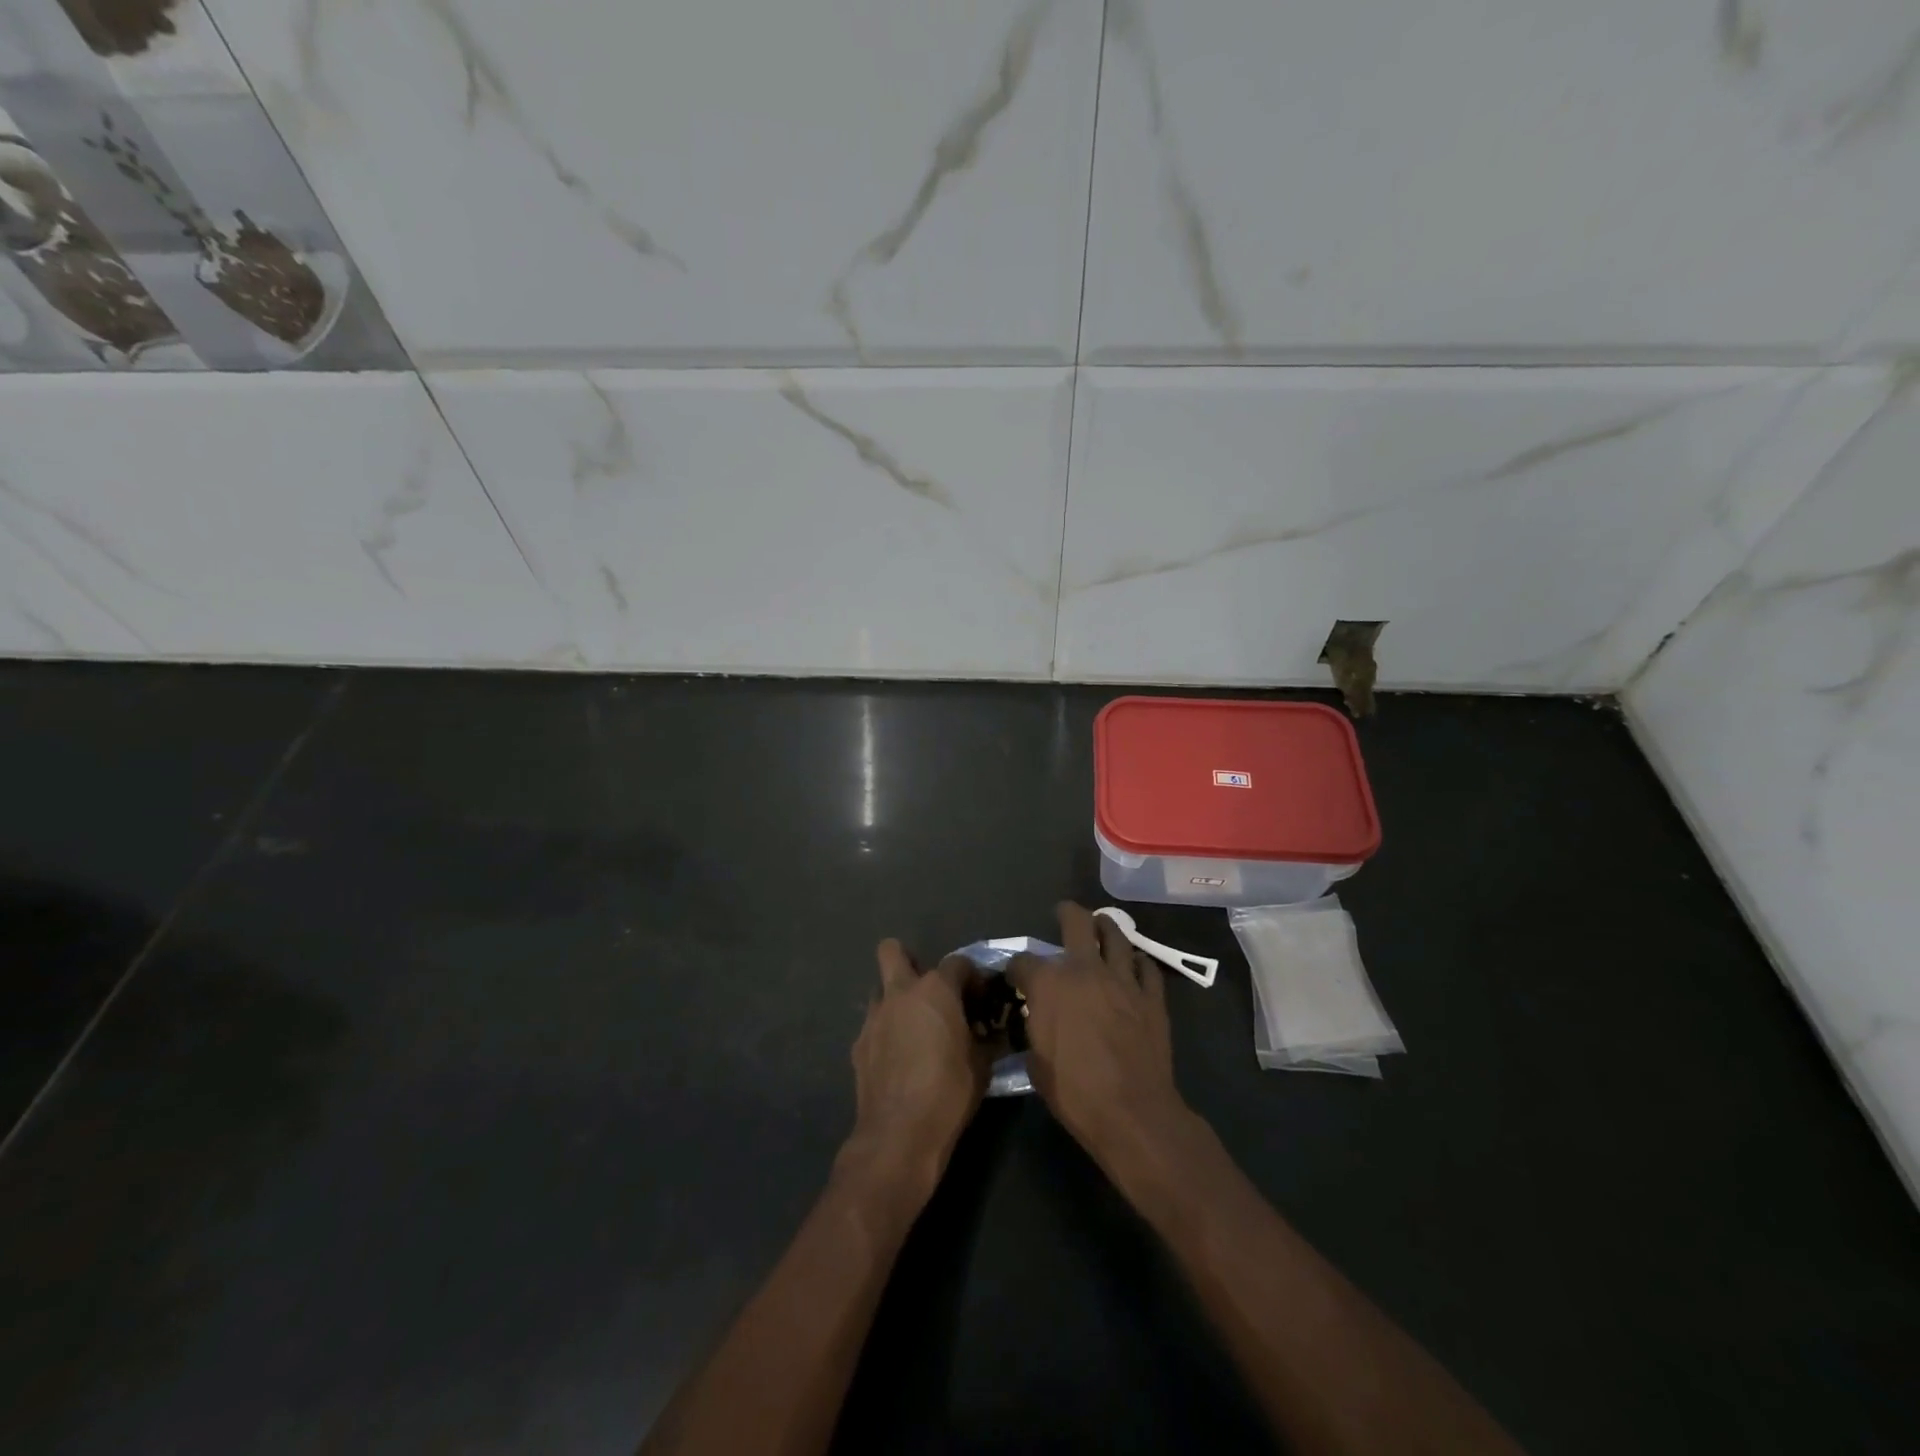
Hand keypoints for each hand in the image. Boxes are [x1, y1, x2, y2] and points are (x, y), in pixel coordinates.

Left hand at [842, 940, 987, 1194]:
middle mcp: (901, 992)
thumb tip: (992, 1033)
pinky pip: (873, 1024)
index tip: (980, 1000)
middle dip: (909, 960)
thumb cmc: (949, 1092)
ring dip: (895, 999)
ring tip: (912, 1026)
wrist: (899, 1133)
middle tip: (929, 991)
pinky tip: (898, 1057)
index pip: (959, 963)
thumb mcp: (982, 1065)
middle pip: (893, 950)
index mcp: (936, 990)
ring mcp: (874, 1016)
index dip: (972, 978)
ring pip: (880, 988)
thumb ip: (987, 1039)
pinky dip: (885, 1031)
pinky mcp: (858, 1043)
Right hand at [1009, 903, 1193, 1171]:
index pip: (1023, 961)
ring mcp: (1122, 979)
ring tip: (1102, 926)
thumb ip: (1033, 1030)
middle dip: (1066, 914)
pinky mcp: (1151, 996)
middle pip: (1076, 922)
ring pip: (1117, 935)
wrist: (1132, 1112)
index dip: (1016, 968)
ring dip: (1106, 927)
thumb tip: (1036, 1021)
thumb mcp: (1035, 1063)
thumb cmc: (1074, 1092)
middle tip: (1064, 914)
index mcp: (1049, 983)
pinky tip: (1134, 966)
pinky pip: (1147, 967)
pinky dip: (1138, 963)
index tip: (1016, 977)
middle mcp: (1085, 969)